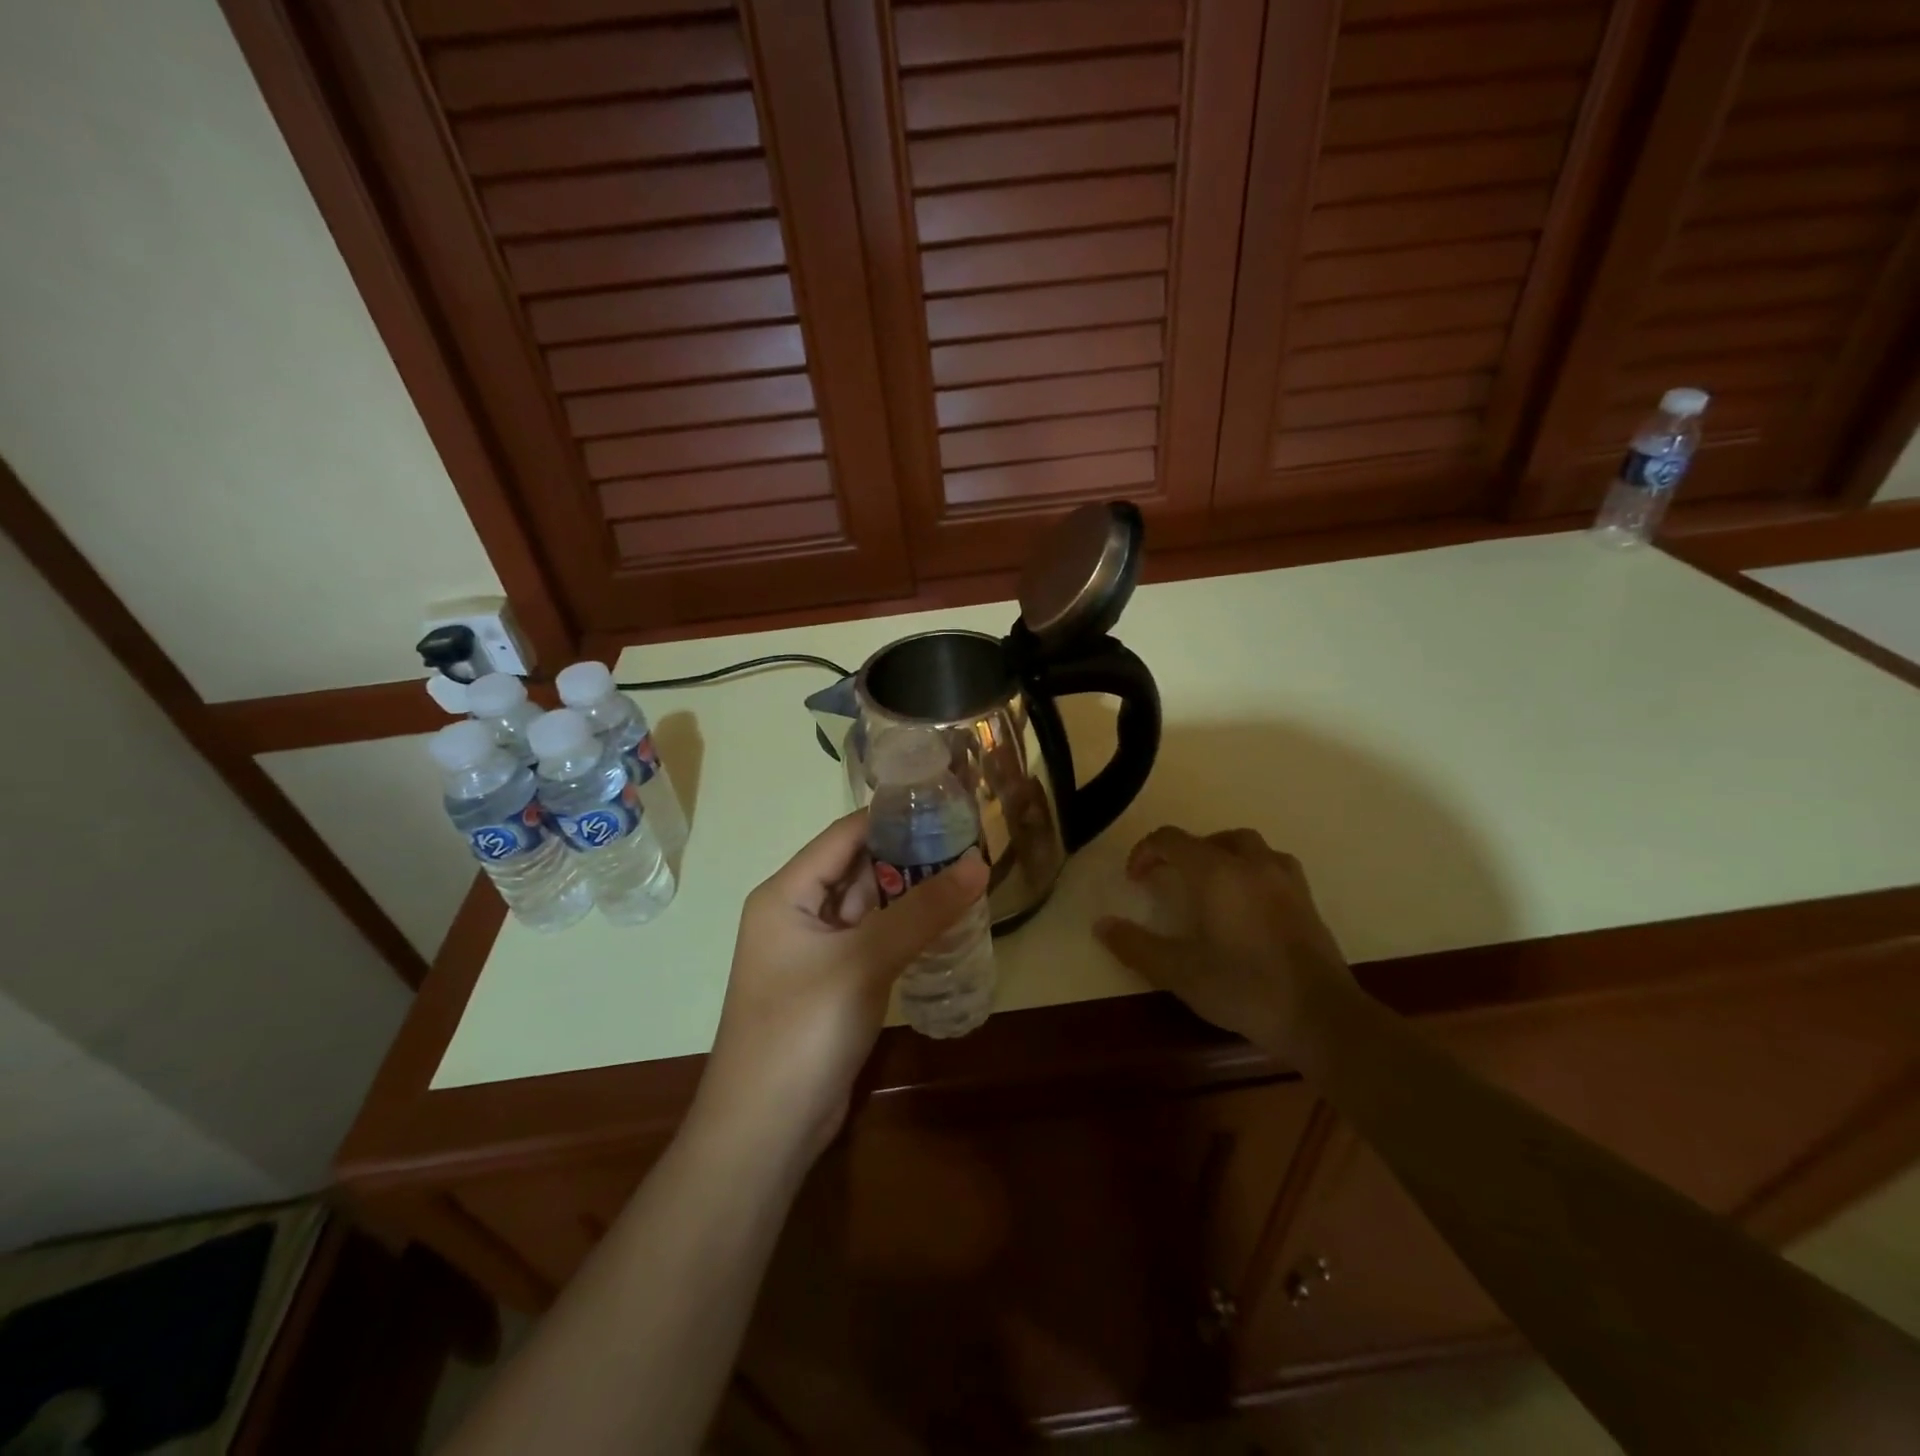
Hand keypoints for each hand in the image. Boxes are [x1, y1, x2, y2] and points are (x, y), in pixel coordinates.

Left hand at [692, 809, 988, 1166]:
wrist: (765, 1132)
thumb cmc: (803, 1029)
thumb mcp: (864, 961)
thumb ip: (922, 911)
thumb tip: (979, 864)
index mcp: (786, 894)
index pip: (844, 836)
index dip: (891, 817)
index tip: (944, 803)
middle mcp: (796, 914)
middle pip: (857, 868)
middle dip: (909, 855)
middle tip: (968, 840)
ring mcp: (815, 952)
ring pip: (868, 907)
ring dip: (910, 894)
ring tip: (967, 873)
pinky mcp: (832, 984)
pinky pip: (871, 941)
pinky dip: (904, 931)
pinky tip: (946, 923)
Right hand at [1095, 827, 1351, 1059]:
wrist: (1321, 1017)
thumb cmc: (1244, 988)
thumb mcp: (1179, 972)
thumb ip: (1136, 945)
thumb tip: (1101, 925)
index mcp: (1217, 872)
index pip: (1171, 840)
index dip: (1145, 852)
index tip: (1134, 880)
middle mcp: (1251, 864)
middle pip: (1209, 838)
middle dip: (1182, 852)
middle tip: (1168, 880)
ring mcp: (1285, 879)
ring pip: (1246, 845)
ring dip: (1219, 854)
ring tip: (1207, 884)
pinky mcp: (1306, 899)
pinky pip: (1271, 865)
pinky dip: (1250, 870)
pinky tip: (1246, 901)